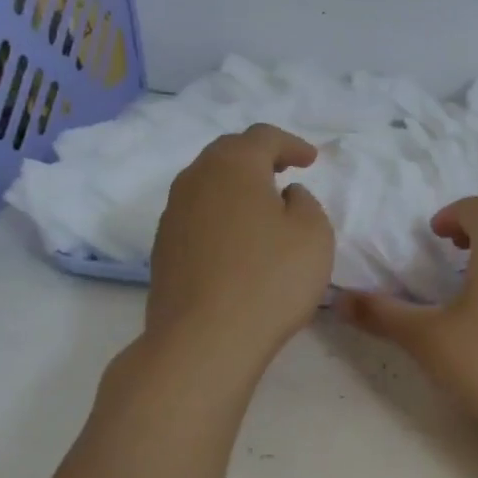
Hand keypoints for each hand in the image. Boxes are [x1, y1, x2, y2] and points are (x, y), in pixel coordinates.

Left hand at [142, 124, 333, 369]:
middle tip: (284, 170)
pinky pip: (197, 214)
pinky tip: (238, 239)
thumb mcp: (314, 234)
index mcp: (233, 165)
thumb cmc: (270, 279)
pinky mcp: (163, 249)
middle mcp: (195, 180)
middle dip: (258, 156)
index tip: (312, 160)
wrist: (204, 341)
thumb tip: (284, 196)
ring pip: (208, 183)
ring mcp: (172, 215)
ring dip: (236, 186)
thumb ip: (305, 203)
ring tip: (262, 204)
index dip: (291, 144)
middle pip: (228, 153)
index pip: (263, 137)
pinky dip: (221, 213)